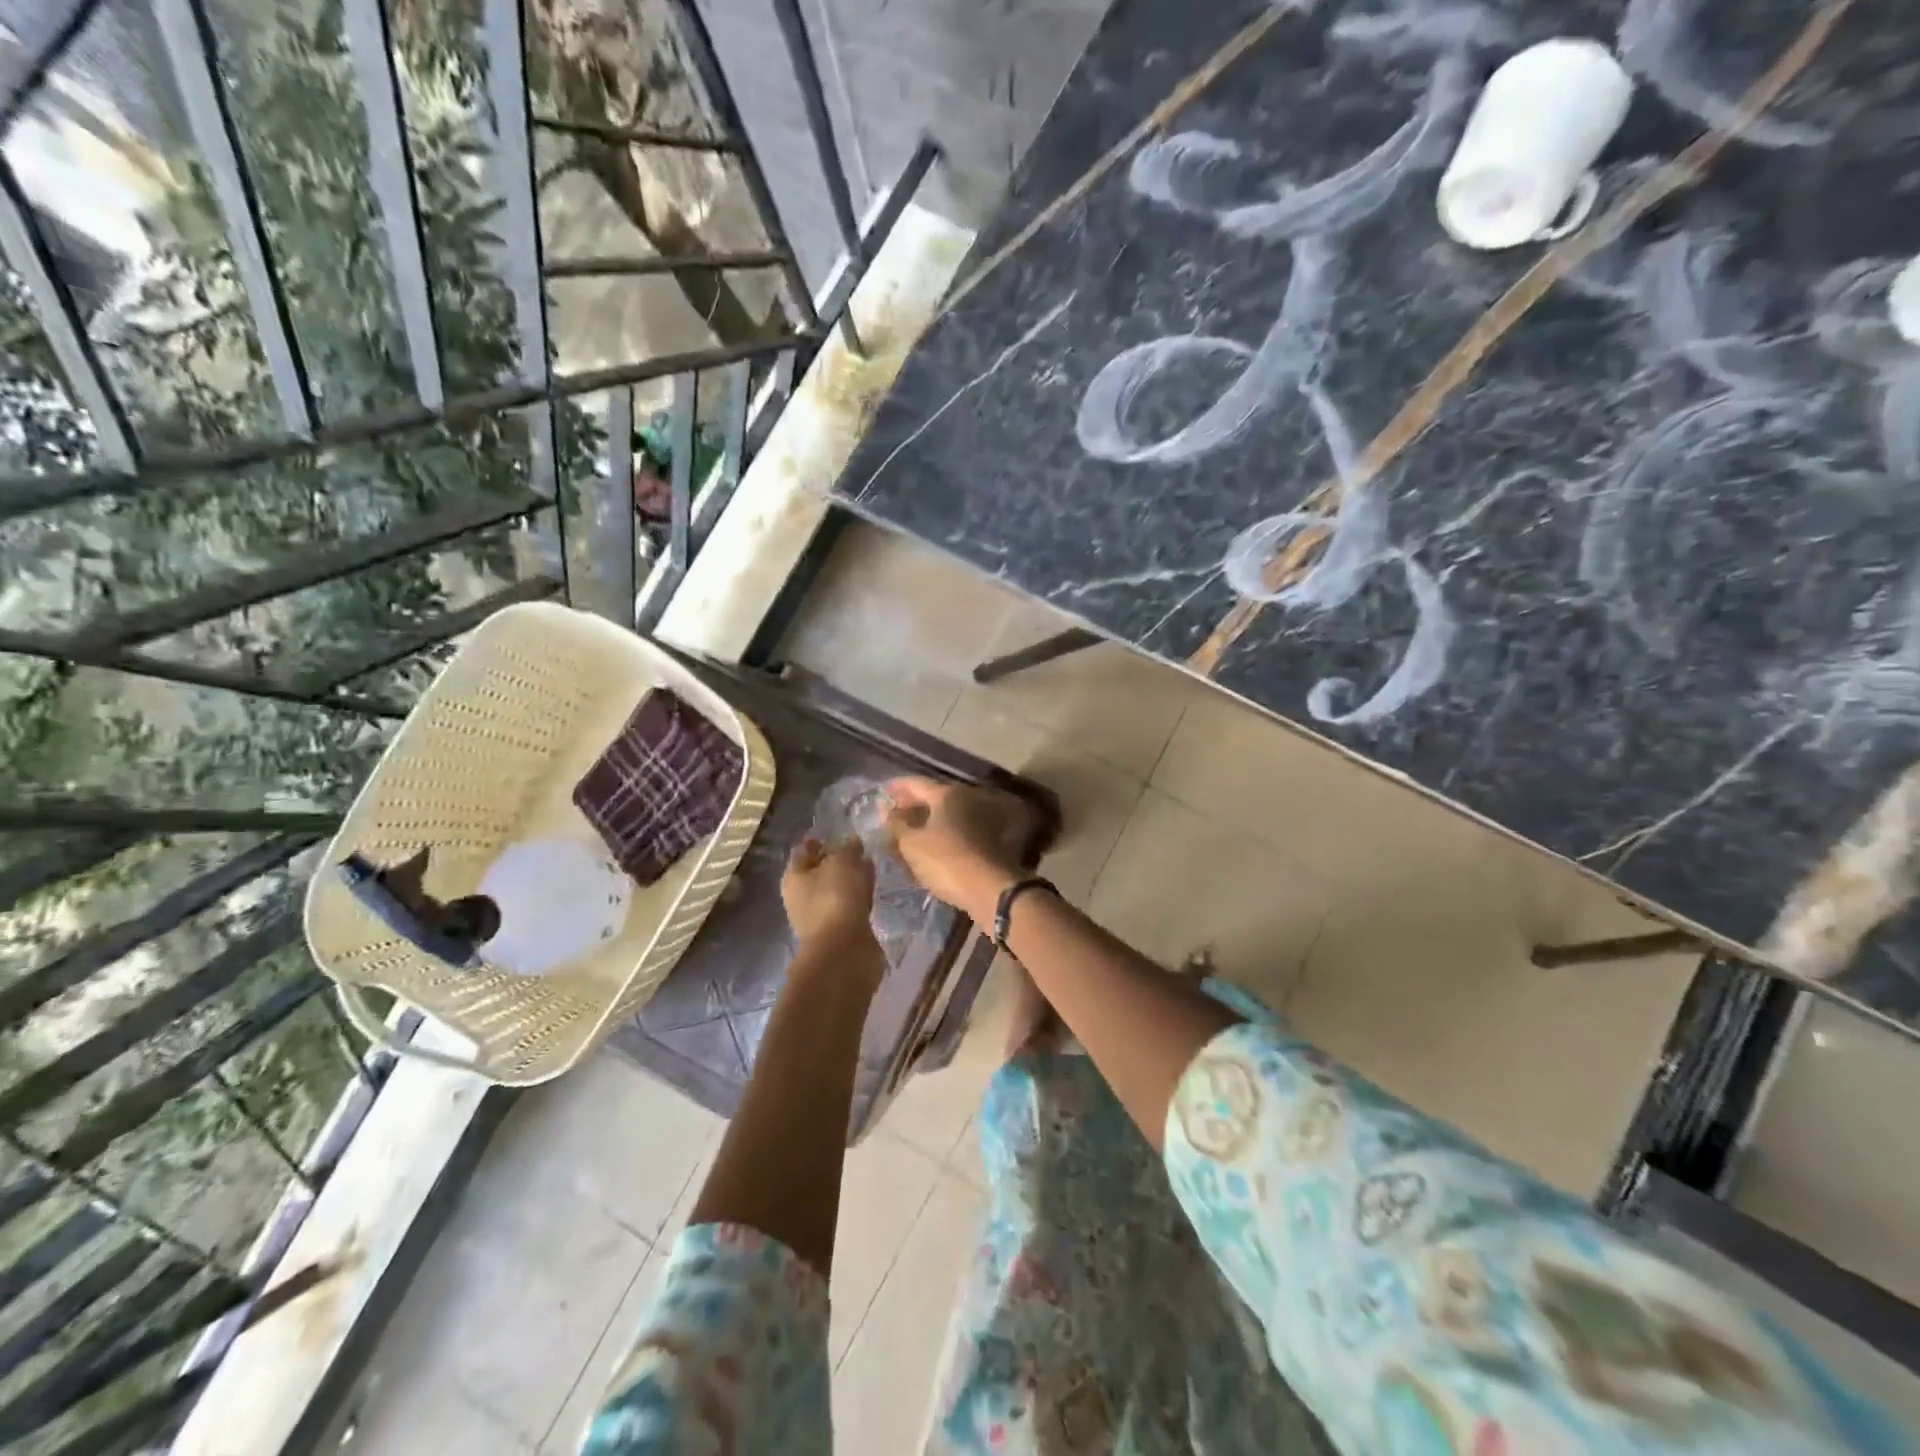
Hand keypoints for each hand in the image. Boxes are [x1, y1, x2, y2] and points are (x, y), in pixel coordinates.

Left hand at [782, 836, 876, 948]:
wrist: (844, 950)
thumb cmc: (834, 898)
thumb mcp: (842, 861)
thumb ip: (847, 848)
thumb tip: (852, 843)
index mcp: (794, 877)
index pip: (804, 851)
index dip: (819, 841)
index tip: (839, 833)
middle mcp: (803, 896)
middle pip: (821, 871)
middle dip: (838, 860)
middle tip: (859, 848)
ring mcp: (822, 915)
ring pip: (838, 888)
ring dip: (852, 878)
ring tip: (870, 865)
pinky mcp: (842, 929)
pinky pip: (852, 904)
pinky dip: (860, 895)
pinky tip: (873, 887)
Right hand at [883, 777, 1020, 922]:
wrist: (990, 890)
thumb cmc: (946, 862)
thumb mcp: (912, 844)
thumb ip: (896, 824)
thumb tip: (886, 809)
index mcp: (947, 794)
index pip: (916, 783)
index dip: (896, 787)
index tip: (881, 793)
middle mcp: (968, 798)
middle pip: (934, 796)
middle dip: (912, 804)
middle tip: (894, 815)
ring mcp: (982, 817)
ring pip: (947, 813)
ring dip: (928, 820)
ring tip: (909, 832)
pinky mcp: (990, 837)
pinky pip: (959, 828)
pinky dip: (943, 832)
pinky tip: (932, 845)